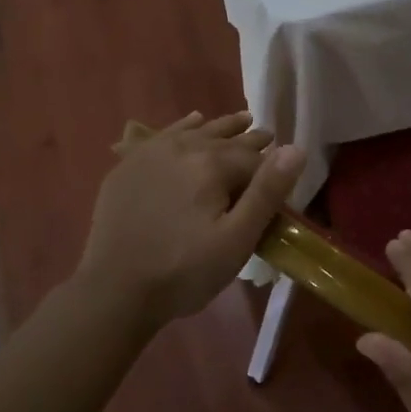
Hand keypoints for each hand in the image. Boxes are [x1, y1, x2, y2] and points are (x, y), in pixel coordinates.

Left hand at [77, 111, 303, 326]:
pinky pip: (163, 135)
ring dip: (220, 127)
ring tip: (241, 120)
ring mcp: (150, 154)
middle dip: (248, 138)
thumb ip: (267, 192)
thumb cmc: (184, 271)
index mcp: (210, 164)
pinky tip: (192, 122)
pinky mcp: (128, 166)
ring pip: (195, 131)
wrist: (114, 291)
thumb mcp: (236, 240)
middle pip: (224, 138)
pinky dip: (183, 126)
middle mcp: (181, 148)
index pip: (252, 158)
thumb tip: (296, 149)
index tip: (283, 173)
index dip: (271, 167)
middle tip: (267, 134)